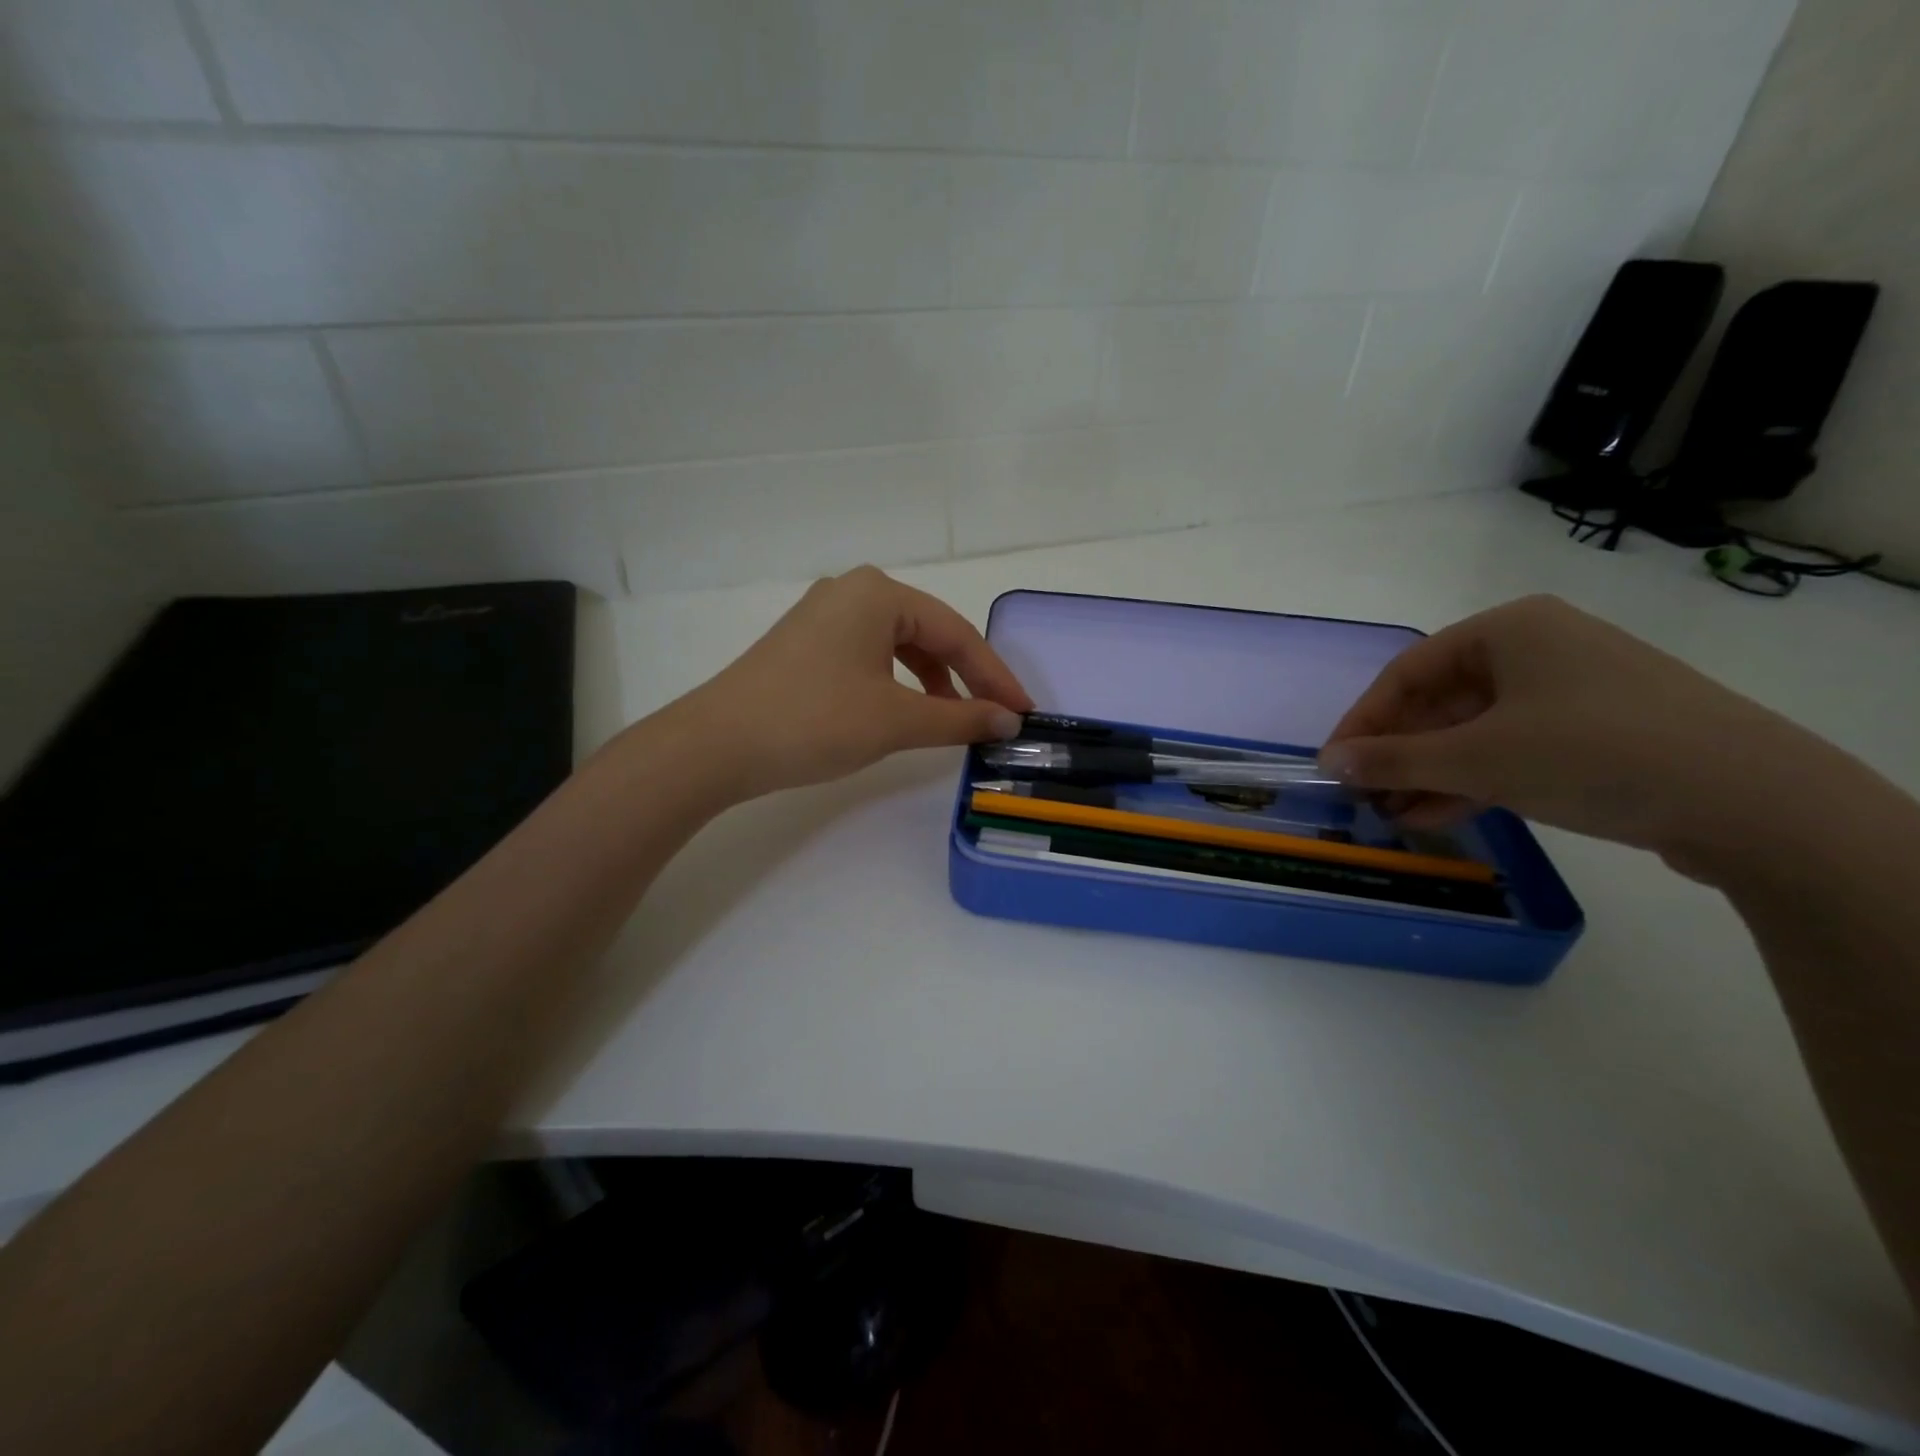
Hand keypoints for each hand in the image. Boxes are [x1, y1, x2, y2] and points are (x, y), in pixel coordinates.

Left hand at [676, 566, 1032, 798]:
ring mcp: (824, 616)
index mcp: (878, 593)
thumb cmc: (814, 721)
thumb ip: (959, 718)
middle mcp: (852, 591)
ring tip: (952, 719)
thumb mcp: (896, 720)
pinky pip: (870, 655)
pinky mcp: (806, 643)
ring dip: (932, 681)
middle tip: (996, 715)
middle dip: (965, 677)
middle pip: (928, 633)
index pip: (955, 634)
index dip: (994, 677)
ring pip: (899, 645)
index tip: (1023, 711)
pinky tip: (905, 710)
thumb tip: (1007, 721)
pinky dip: (897, 682)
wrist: (716, 745)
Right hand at [1318, 594, 1829, 870]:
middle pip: (1441, 702)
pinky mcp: (1600, 732)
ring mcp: (1573, 691)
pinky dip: (1474, 779)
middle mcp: (1539, 649)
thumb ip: (1393, 760)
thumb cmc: (1590, 753)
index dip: (1363, 720)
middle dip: (1399, 753)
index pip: (1407, 672)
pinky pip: (1513, 748)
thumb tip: (1328, 763)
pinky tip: (1438, 813)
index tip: (1335, 764)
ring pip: (1476, 730)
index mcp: (1508, 630)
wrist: (1753, 801)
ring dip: (1431, 773)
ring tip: (1394, 814)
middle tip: (1365, 794)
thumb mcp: (1476, 758)